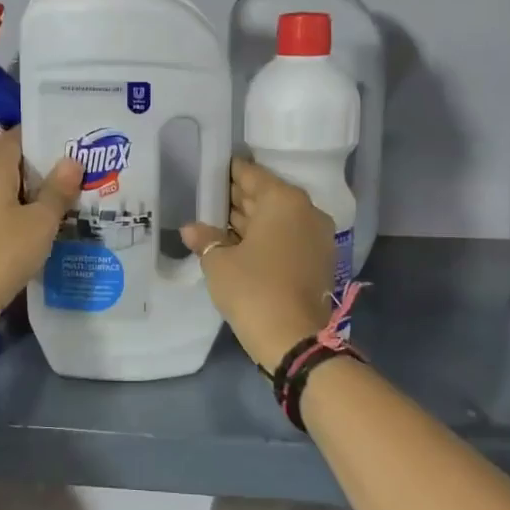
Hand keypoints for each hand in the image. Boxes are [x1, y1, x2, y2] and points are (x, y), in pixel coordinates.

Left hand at [0, 129, 81, 363]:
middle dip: (50, 165)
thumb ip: (57, 191)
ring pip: (18, 196)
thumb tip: (71, 159)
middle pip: (19, 167)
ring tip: (81, 193)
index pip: (16, 140)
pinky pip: (15, 220)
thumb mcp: (39, 221)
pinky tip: (60, 228)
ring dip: (45, 195)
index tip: (71, 132)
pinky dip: (35, 219)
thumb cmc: (3, 253)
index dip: (41, 133)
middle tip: (86, 164)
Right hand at [181, 158, 335, 373]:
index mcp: (283, 200)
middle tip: (208, 197)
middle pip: (266, 196)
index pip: (251, 175)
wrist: (293, 339)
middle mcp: (305, 211)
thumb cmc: (253, 289)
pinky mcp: (318, 261)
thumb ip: (205, 238)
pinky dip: (265, 238)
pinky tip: (238, 244)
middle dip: (238, 198)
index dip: (228, 172)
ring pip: (277, 219)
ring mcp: (316, 237)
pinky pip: (286, 238)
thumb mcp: (218, 261)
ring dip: (250, 220)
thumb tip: (191, 228)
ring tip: (217, 221)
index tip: (210, 170)